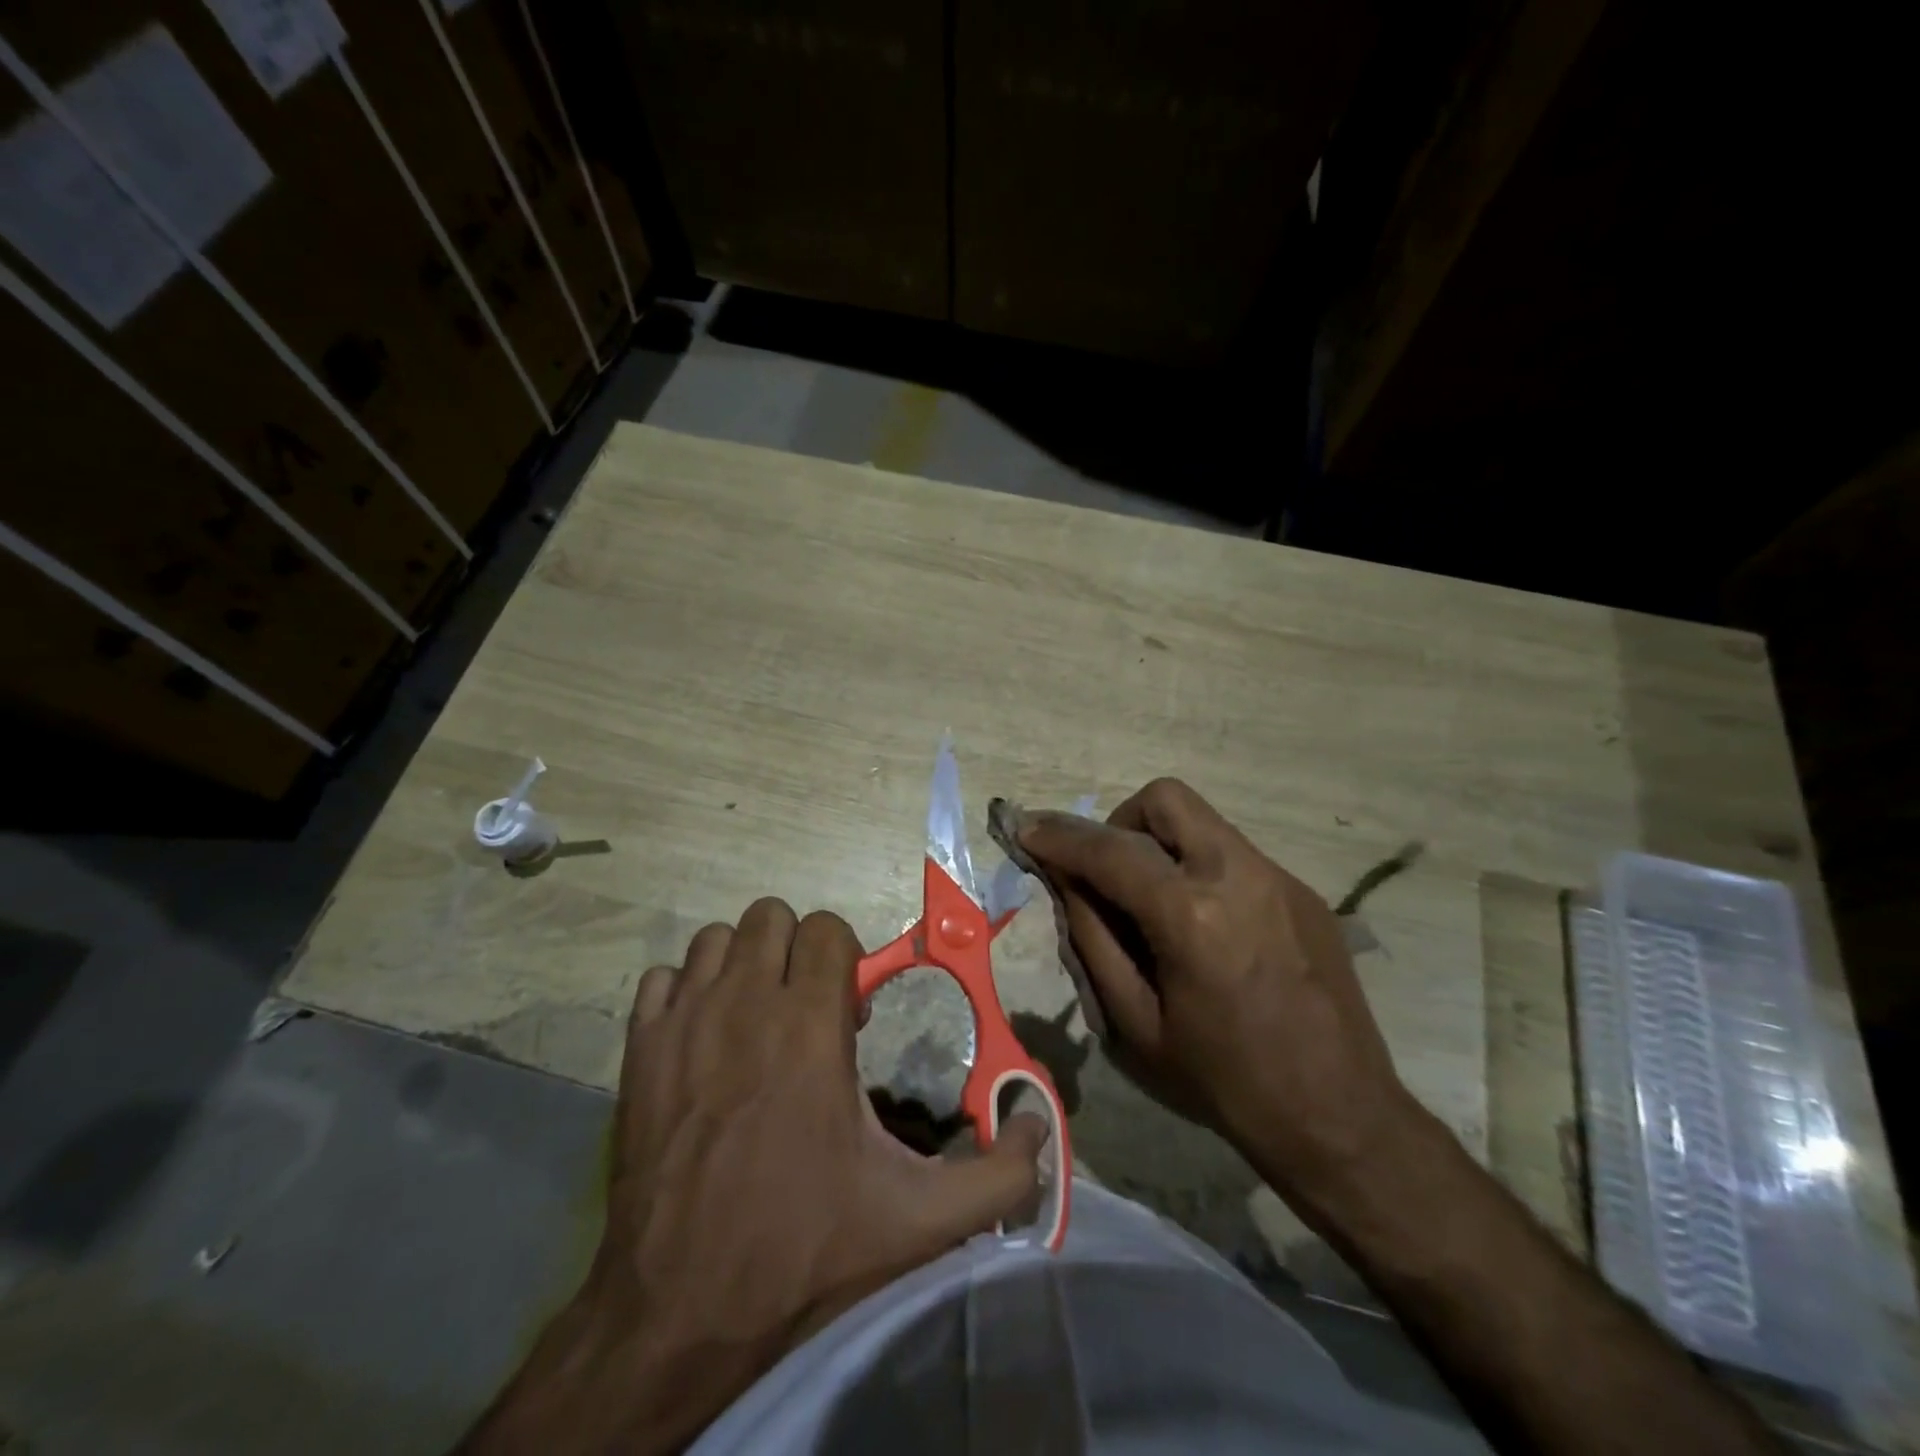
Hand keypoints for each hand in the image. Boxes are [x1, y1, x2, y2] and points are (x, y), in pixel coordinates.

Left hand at [458, 899, 1047, 1455]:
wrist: (679, 1311)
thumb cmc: (803, 1249)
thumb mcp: (919, 1220)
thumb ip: (997, 1175)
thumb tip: (1041, 1129)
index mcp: (810, 1026)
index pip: (828, 929)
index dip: (846, 960)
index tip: (848, 1015)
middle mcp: (745, 1004)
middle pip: (771, 917)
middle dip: (797, 951)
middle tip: (804, 1010)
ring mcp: (683, 1022)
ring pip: (717, 938)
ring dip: (743, 965)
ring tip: (755, 1019)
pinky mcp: (637, 1050)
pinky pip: (663, 979)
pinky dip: (686, 993)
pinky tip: (701, 1038)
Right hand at [1018, 779, 1418, 1221]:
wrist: (1340, 1117)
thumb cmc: (1224, 1082)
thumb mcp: (1135, 1023)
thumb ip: (1093, 940)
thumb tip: (1066, 883)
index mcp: (1191, 916)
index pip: (1109, 851)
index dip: (1059, 838)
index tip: (1027, 831)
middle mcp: (1239, 876)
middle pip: (1166, 799)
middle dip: (1120, 820)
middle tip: (1107, 869)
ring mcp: (1279, 879)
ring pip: (1203, 823)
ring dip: (1162, 844)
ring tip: (1154, 904)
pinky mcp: (1304, 893)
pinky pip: (1234, 856)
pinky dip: (1200, 870)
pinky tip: (1206, 929)